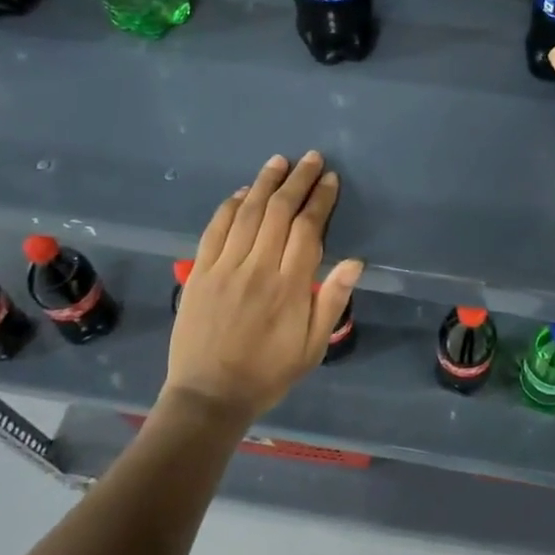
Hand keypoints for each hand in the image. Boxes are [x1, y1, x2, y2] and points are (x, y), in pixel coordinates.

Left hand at [160, 151, 363, 422]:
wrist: (208, 396)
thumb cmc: (268, 373)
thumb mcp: (313, 346)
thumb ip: (332, 301)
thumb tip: (355, 262)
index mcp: (290, 286)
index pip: (308, 229)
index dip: (320, 200)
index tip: (330, 180)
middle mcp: (258, 269)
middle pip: (279, 212)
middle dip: (297, 180)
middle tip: (311, 158)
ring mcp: (225, 268)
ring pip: (247, 213)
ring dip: (265, 183)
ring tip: (279, 161)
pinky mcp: (199, 272)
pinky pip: (215, 230)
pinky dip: (229, 206)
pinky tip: (241, 192)